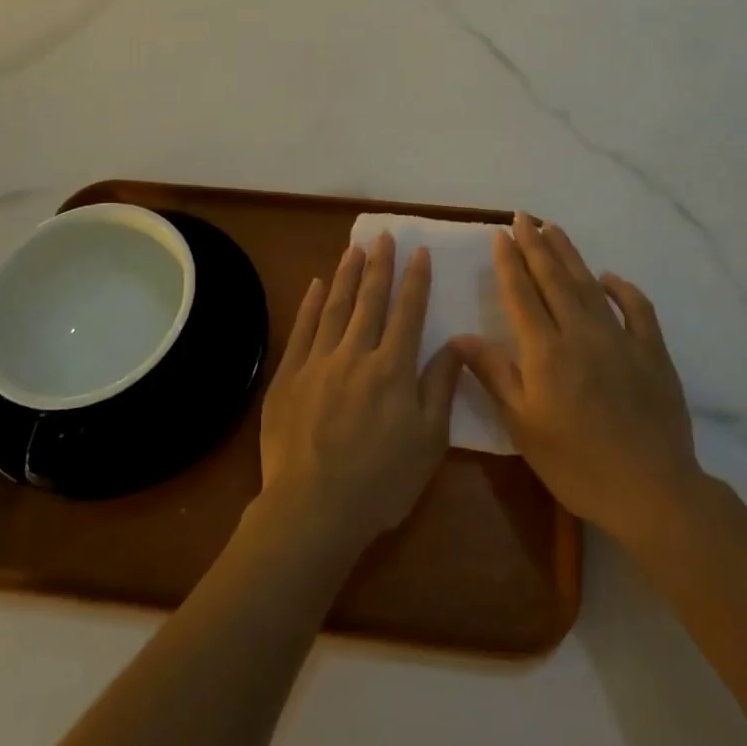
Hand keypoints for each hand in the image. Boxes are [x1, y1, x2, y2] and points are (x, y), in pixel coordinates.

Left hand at [257, 234, 462, 560]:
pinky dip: (310, 304)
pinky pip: (301, 329)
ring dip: (346, 275)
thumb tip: (457, 342)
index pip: (408, 312)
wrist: (313, 509)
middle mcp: (356, 354)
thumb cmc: (381, 482)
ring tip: (354, 248)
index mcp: (393, 369)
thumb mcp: (429, 442)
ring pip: (335, 307)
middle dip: (379, 266)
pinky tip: (315, 285)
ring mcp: (318, 362)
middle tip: (383, 236)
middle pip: (370, 300)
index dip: (415, 280)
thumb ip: (441, 387)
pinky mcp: (288, 375)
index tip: (419, 251)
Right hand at [452, 213, 704, 543]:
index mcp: (546, 351)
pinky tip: (609, 278)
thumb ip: (495, 375)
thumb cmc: (577, 464)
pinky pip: (637, 309)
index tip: (500, 234)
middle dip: (536, 245)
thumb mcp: (523, 426)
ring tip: (553, 228)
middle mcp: (581, 333)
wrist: (652, 491)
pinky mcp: (652, 352)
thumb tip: (462, 337)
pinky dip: (622, 289)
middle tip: (523, 217)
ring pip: (589, 285)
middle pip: (554, 279)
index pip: (522, 294)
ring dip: (570, 255)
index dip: (509, 262)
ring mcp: (621, 339)